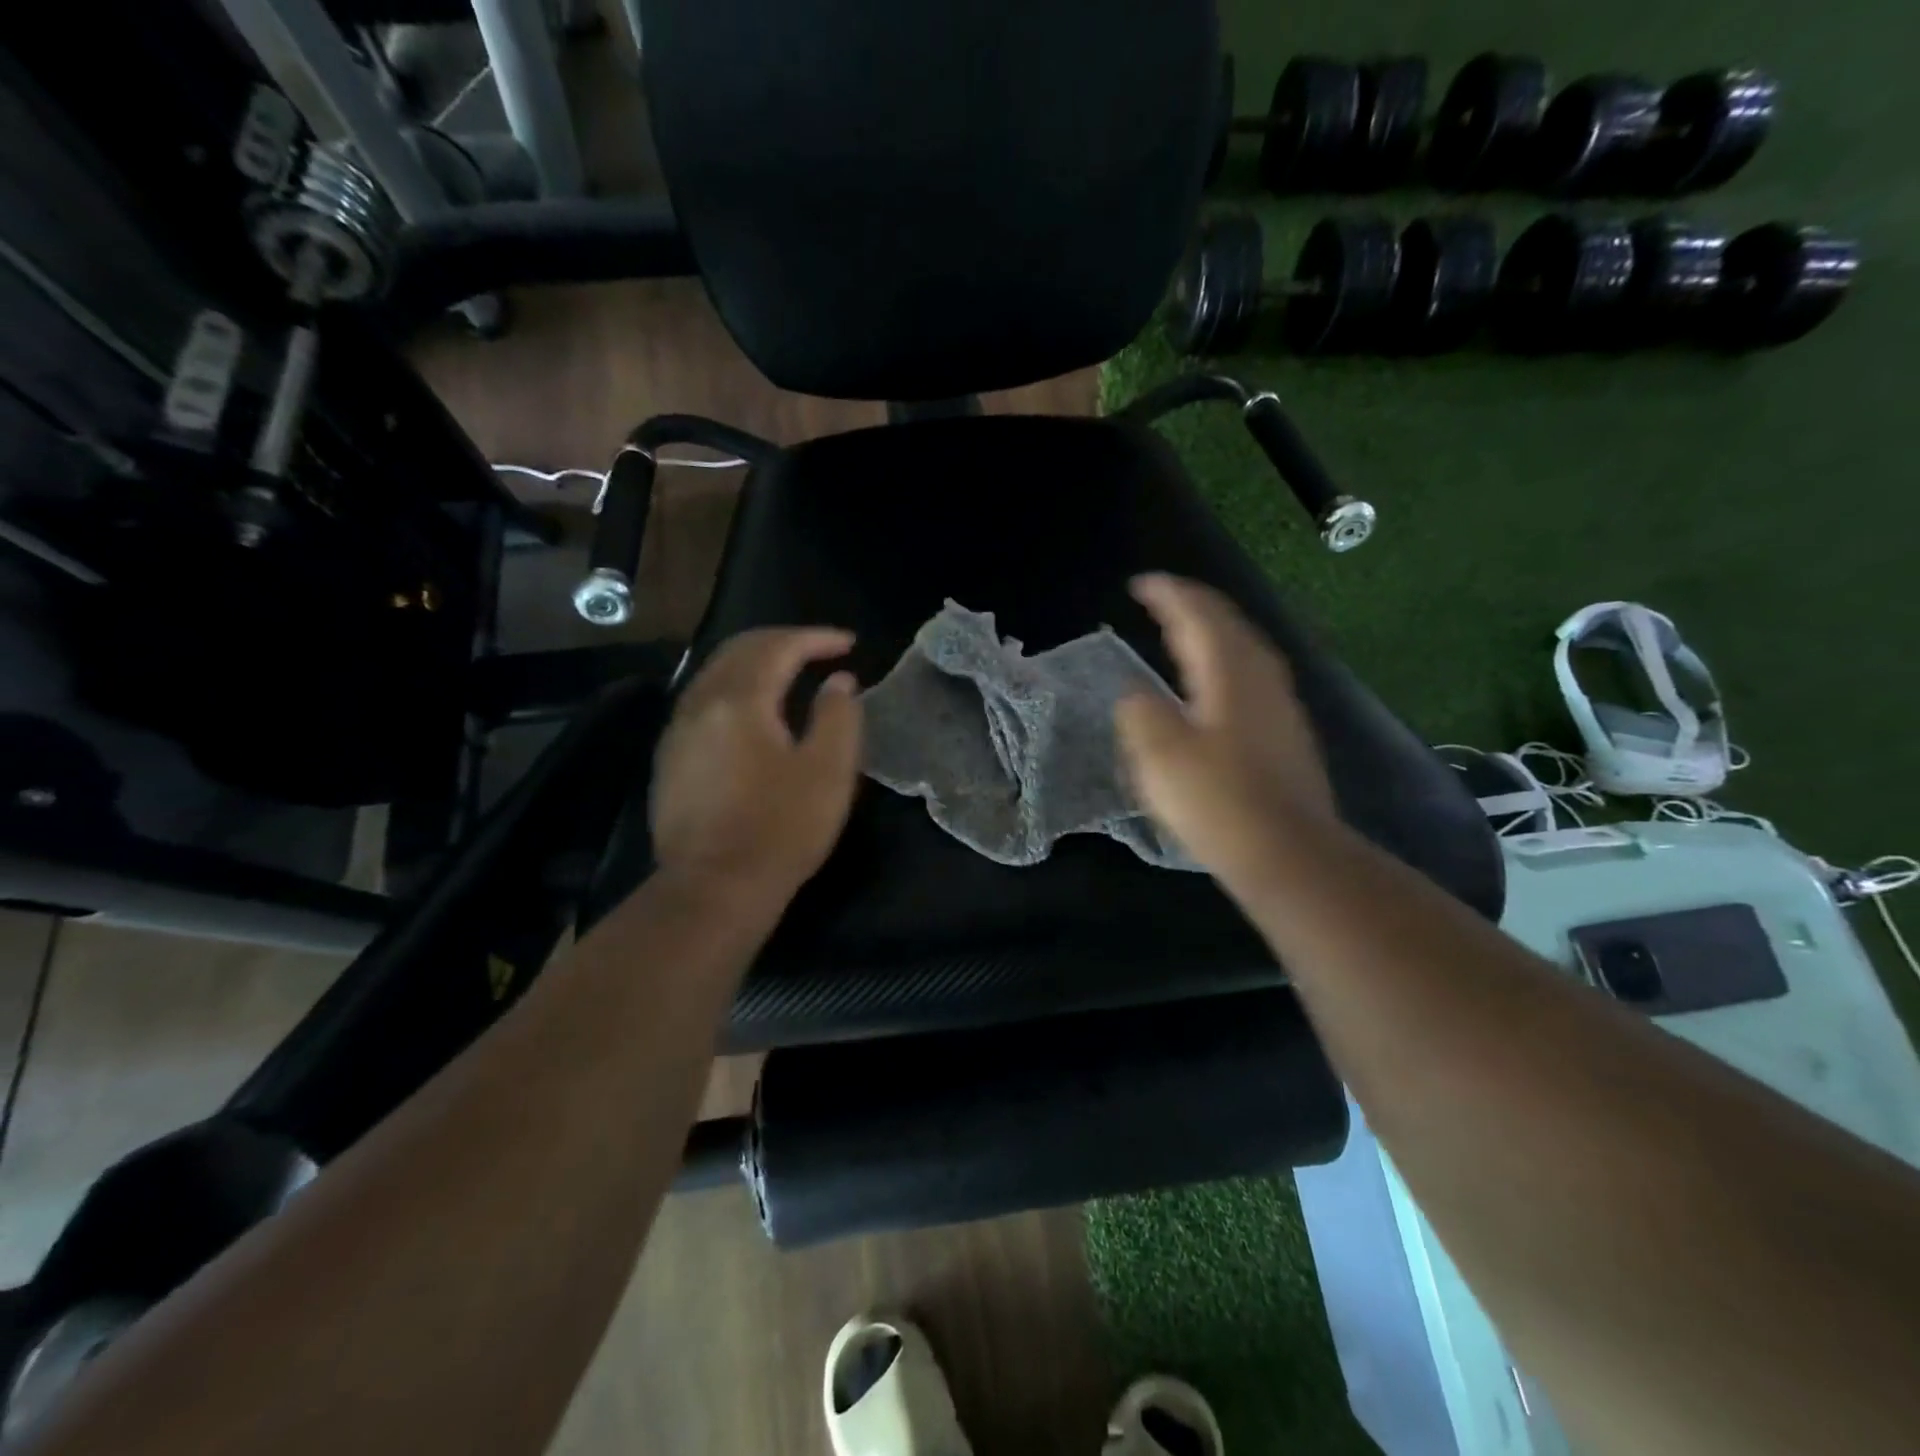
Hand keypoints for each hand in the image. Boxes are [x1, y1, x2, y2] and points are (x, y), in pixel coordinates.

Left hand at [651, 627, 862, 898]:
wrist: (714, 889)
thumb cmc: (781, 829)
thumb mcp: (829, 771)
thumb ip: (839, 716)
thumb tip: (838, 682)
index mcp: (740, 700)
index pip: (778, 647)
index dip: (816, 638)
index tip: (849, 643)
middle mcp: (700, 704)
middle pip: (739, 650)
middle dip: (782, 640)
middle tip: (819, 649)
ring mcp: (678, 732)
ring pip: (715, 673)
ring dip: (754, 661)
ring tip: (789, 671)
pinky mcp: (670, 759)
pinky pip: (703, 700)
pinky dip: (734, 687)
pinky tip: (752, 710)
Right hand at [1115, 574, 1335, 888]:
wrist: (1289, 854)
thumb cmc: (1218, 801)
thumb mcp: (1159, 756)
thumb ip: (1140, 713)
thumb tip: (1137, 695)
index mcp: (1229, 671)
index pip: (1198, 613)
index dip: (1167, 593)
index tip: (1139, 584)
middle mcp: (1261, 676)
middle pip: (1228, 622)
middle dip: (1192, 604)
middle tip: (1160, 599)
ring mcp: (1280, 704)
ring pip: (1244, 648)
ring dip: (1212, 631)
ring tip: (1183, 632)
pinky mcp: (1286, 732)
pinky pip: (1251, 675)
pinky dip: (1224, 661)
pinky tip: (1214, 684)